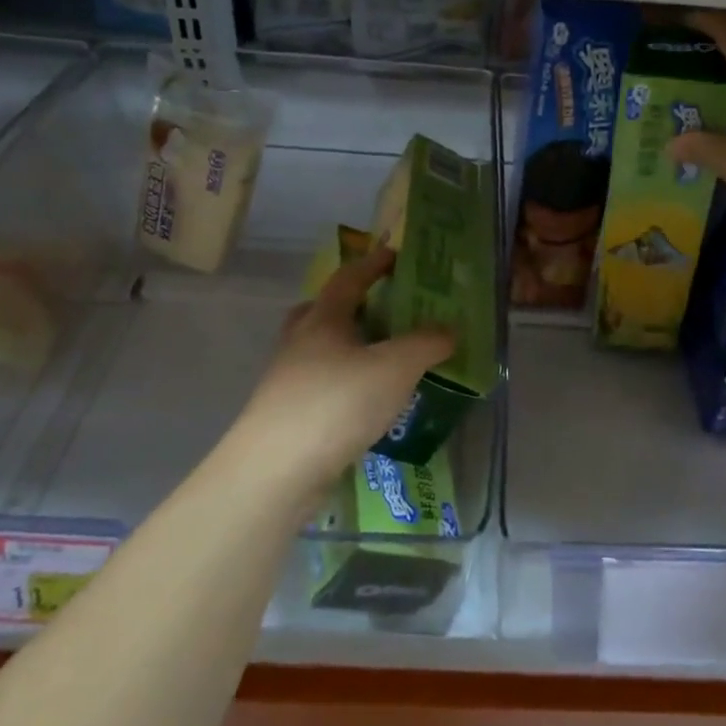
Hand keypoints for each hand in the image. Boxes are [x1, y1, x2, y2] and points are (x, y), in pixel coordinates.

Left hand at [232, 247, 453, 493]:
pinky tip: (363, 404)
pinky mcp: (286, 416)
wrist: (276, 470)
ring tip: (378, 361)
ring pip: (318, 351)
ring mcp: (287, 380)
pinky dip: (342, 384)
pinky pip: (319, 386)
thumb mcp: (395, 368)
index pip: (349, 279)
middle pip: (321, 311)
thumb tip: (449, 330)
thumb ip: (427, 344)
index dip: (373, 264)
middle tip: (379, 311)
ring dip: (345, 348)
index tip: (394, 255)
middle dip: (349, 306)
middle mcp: (299, 342)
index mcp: (323, 319)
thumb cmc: (337, 403)